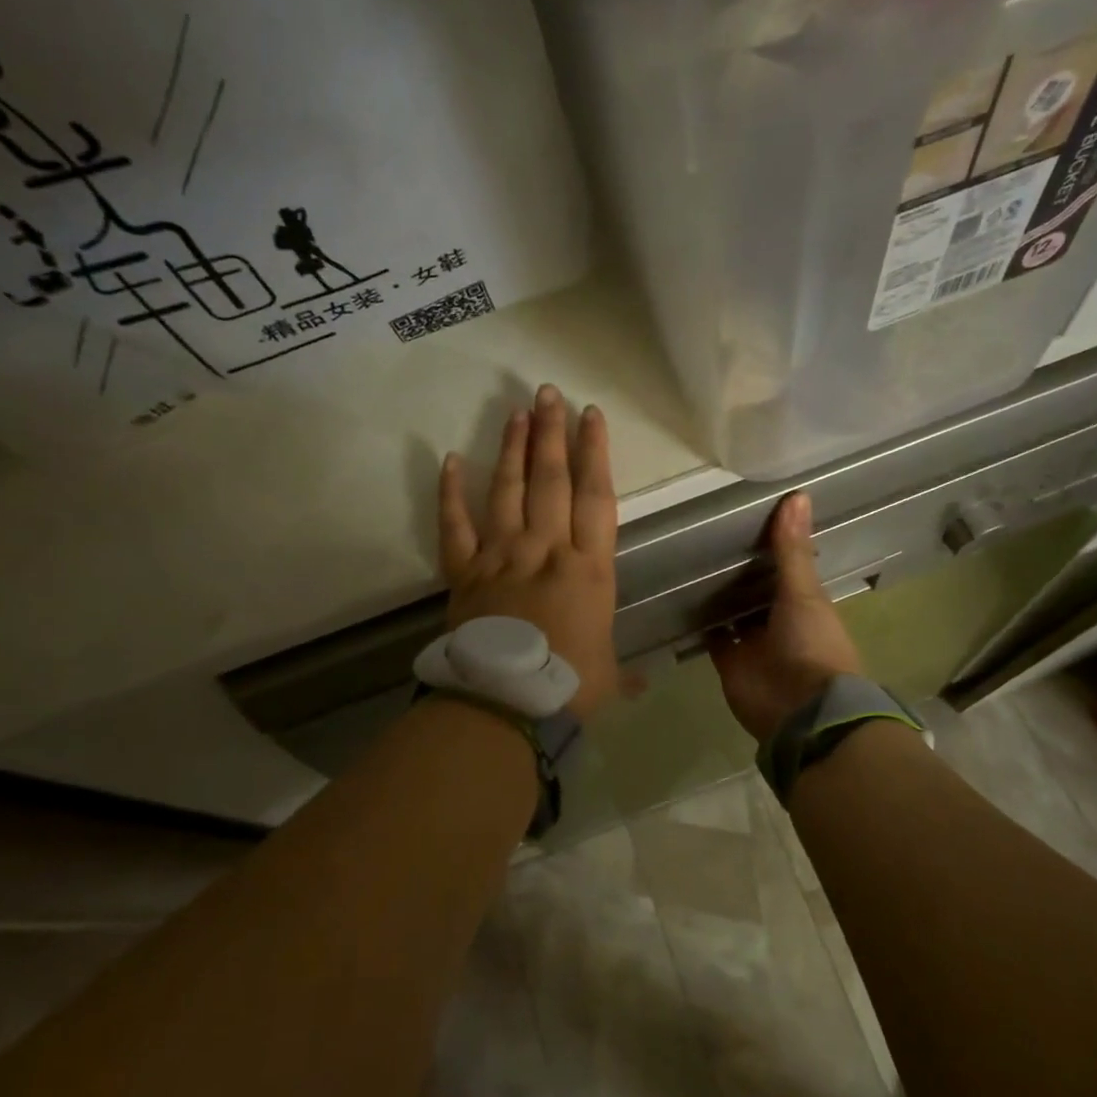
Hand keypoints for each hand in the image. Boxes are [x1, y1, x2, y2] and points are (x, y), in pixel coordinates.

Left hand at [439, 385, 619, 719]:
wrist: (505, 704)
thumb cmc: (566, 687)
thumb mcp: (607, 676)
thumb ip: (626, 671)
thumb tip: (645, 685)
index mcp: (588, 568)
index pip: (595, 496)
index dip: (595, 452)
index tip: (591, 416)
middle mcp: (545, 549)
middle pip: (551, 480)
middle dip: (552, 433)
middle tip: (549, 393)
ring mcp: (501, 556)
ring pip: (507, 491)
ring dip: (512, 449)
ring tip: (517, 411)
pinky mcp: (464, 571)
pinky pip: (455, 525)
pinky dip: (450, 493)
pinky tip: (450, 460)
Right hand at [709, 490, 863, 742]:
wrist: (800, 711)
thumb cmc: (812, 646)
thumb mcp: (804, 592)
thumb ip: (793, 549)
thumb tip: (798, 494)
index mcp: (802, 603)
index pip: (783, 568)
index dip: (768, 547)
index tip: (743, 518)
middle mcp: (777, 620)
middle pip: (753, 590)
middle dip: (735, 570)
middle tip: (703, 534)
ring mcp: (752, 642)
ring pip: (731, 612)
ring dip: (715, 594)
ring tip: (685, 558)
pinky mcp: (728, 661)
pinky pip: (711, 637)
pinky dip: (699, 623)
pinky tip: (678, 597)